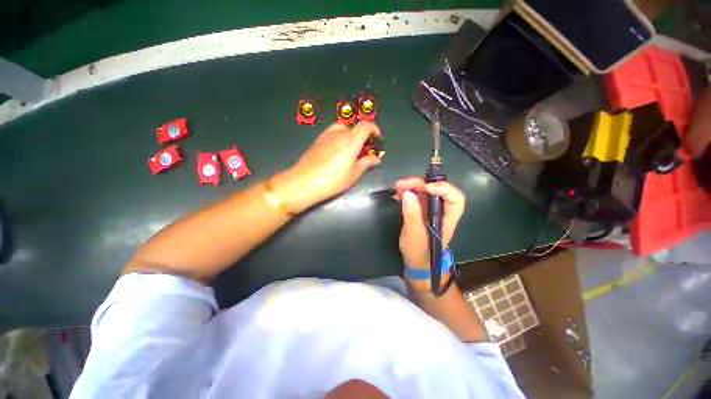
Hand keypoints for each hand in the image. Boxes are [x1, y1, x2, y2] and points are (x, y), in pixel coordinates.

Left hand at [273, 122, 381, 212]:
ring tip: (351, 148)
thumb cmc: (333, 181)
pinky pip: (332, 133)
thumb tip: (376, 159)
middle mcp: (339, 134)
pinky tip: (338, 150)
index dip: (374, 129)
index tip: (377, 138)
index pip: (365, 126)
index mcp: (351, 141)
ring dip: (350, 135)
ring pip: (342, 129)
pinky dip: (339, 137)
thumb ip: (366, 164)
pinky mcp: (317, 141)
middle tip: (365, 149)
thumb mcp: (353, 175)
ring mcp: (326, 136)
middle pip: (354, 127)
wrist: (304, 183)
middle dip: (363, 135)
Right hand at [394, 178, 464, 271]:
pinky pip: (417, 195)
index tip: (426, 187)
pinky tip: (397, 194)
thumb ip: (412, 214)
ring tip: (397, 188)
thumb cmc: (419, 252)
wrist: (416, 261)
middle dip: (419, 184)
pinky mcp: (422, 209)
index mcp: (447, 218)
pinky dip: (407, 192)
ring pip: (425, 190)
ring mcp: (431, 209)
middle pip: (437, 190)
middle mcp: (441, 210)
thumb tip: (407, 193)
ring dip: (411, 186)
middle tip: (401, 184)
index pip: (455, 198)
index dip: (443, 188)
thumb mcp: (414, 235)